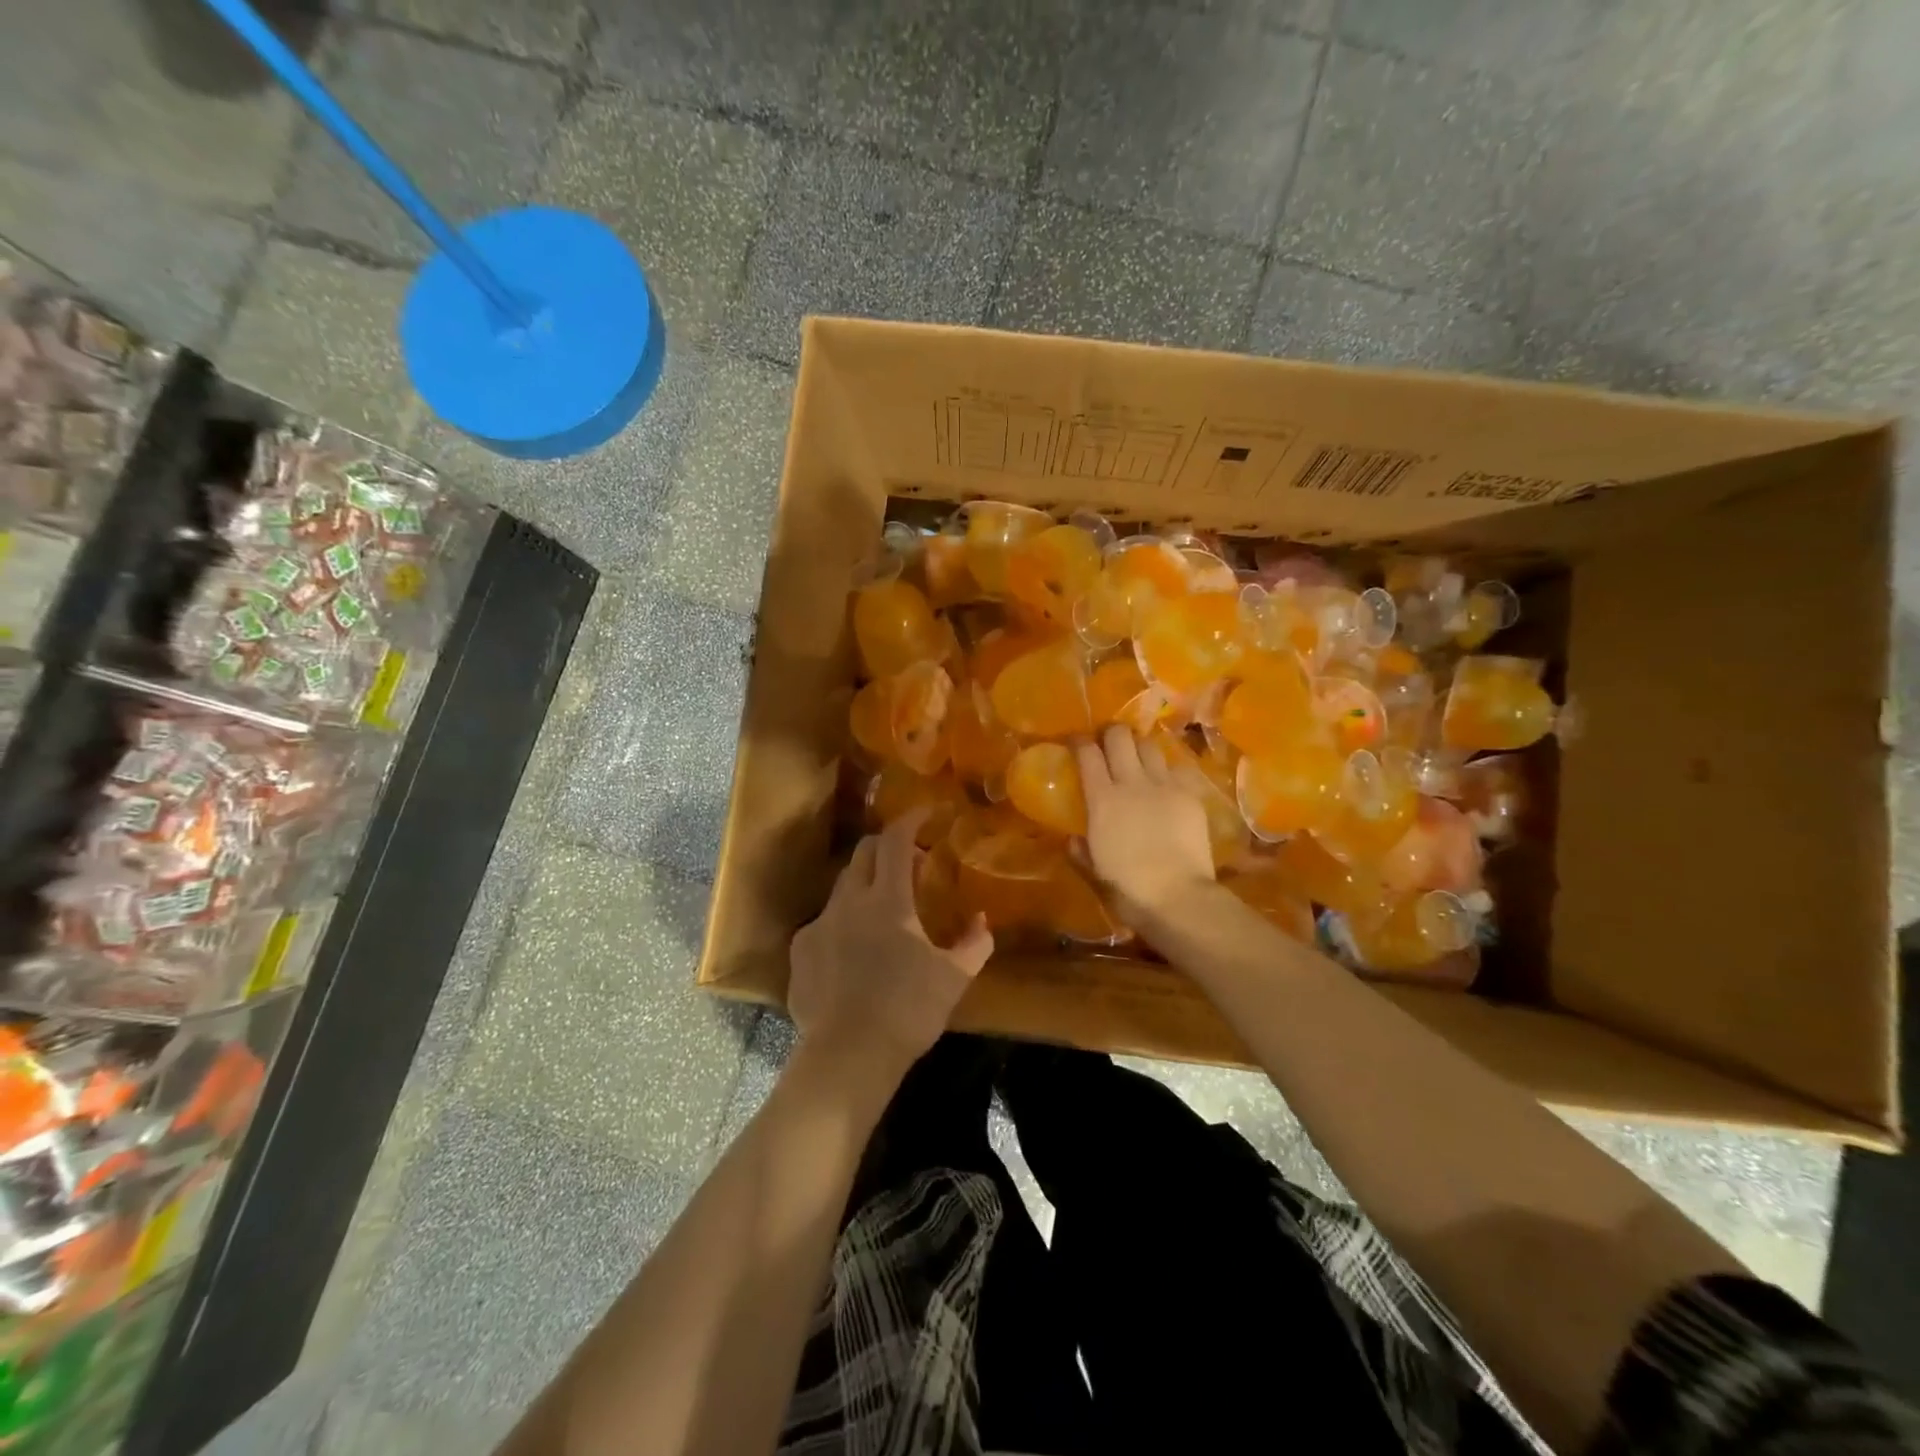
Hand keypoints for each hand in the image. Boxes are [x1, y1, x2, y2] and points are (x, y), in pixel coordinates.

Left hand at [788, 810, 993, 1082]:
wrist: (848, 1055)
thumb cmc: (908, 1011)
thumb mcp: (953, 978)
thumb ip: (974, 944)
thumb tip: (982, 922)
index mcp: (887, 899)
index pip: (894, 840)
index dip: (910, 819)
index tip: (927, 813)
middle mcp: (848, 901)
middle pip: (863, 852)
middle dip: (886, 846)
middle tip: (910, 862)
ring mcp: (820, 924)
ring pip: (842, 886)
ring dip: (866, 883)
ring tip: (884, 908)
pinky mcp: (801, 949)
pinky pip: (825, 921)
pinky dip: (844, 920)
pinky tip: (854, 949)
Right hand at [1075, 725, 1215, 921]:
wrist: (1178, 895)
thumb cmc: (1128, 888)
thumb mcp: (1094, 871)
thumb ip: (1080, 851)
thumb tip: (1072, 839)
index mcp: (1102, 799)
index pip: (1087, 754)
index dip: (1080, 741)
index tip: (1077, 740)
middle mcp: (1132, 782)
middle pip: (1120, 737)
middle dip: (1111, 733)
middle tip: (1108, 741)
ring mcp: (1164, 785)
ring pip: (1150, 745)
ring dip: (1140, 746)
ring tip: (1138, 756)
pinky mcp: (1190, 794)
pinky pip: (1177, 767)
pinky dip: (1168, 768)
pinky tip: (1167, 779)